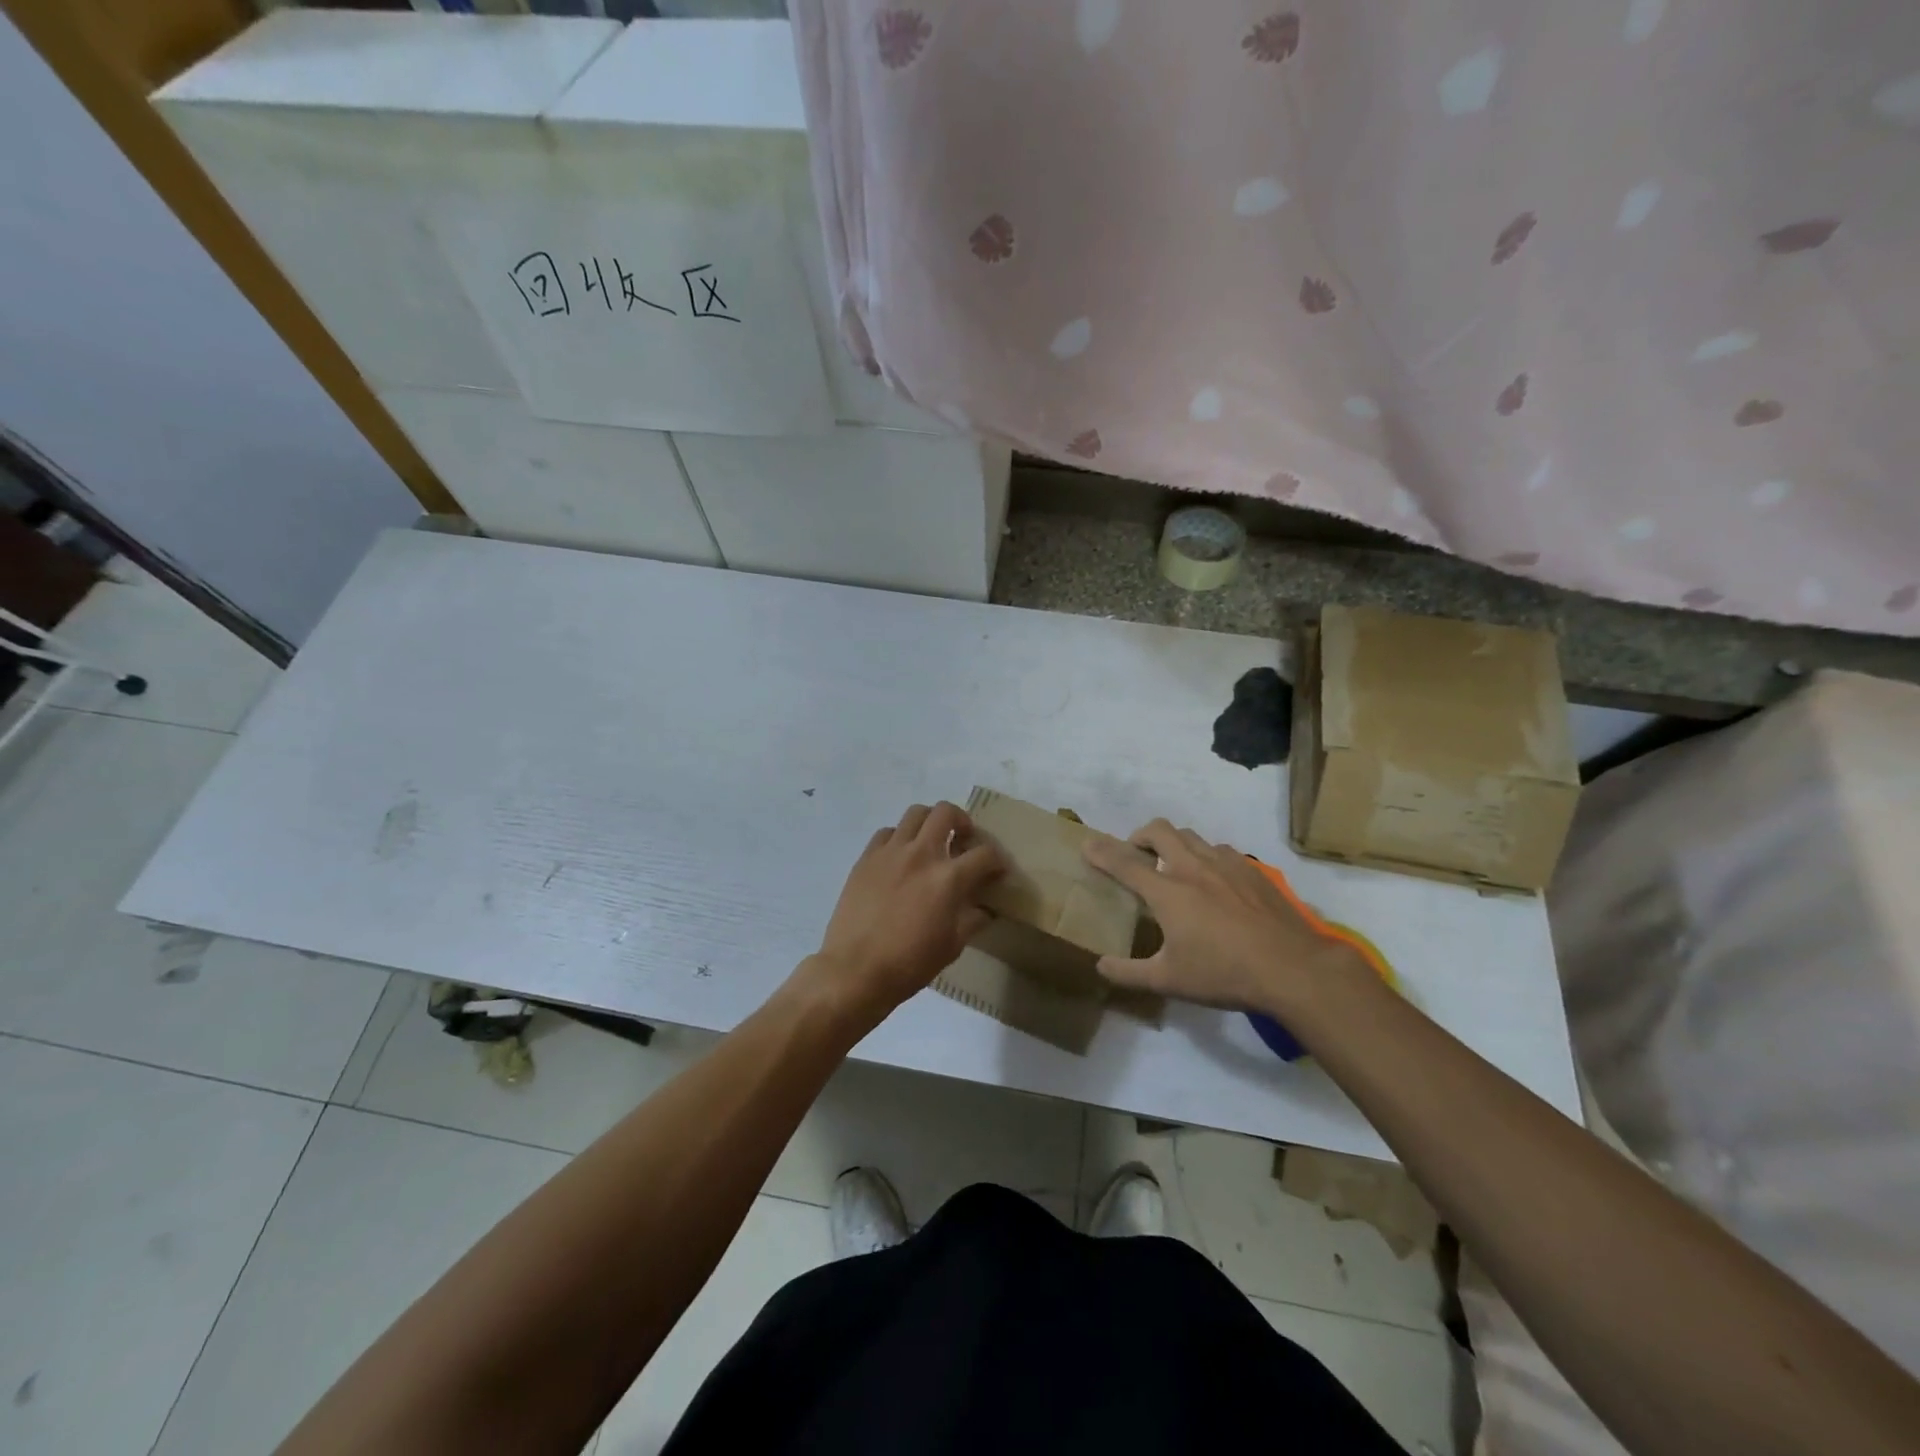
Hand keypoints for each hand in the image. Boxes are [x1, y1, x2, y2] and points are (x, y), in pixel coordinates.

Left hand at [803, 801, 1005, 1026]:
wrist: (855, 970)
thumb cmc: (909, 963)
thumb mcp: (952, 946)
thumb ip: (971, 920)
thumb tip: (984, 910)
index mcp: (948, 878)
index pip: (984, 854)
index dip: (997, 860)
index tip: (997, 870)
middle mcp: (921, 854)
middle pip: (947, 813)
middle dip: (962, 821)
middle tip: (963, 840)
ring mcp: (891, 852)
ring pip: (916, 813)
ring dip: (930, 822)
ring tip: (932, 841)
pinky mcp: (866, 858)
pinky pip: (887, 832)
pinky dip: (900, 838)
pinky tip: (900, 857)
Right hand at [1082, 819, 1365, 1014]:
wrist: (1292, 967)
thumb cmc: (1223, 973)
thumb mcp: (1168, 981)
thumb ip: (1128, 973)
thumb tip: (1100, 967)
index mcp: (1167, 891)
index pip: (1124, 863)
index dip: (1101, 852)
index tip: (1087, 844)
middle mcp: (1192, 867)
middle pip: (1158, 830)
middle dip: (1139, 835)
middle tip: (1135, 853)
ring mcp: (1225, 864)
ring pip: (1191, 836)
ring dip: (1174, 842)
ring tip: (1173, 864)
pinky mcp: (1252, 870)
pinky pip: (1221, 849)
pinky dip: (1206, 855)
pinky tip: (1214, 879)